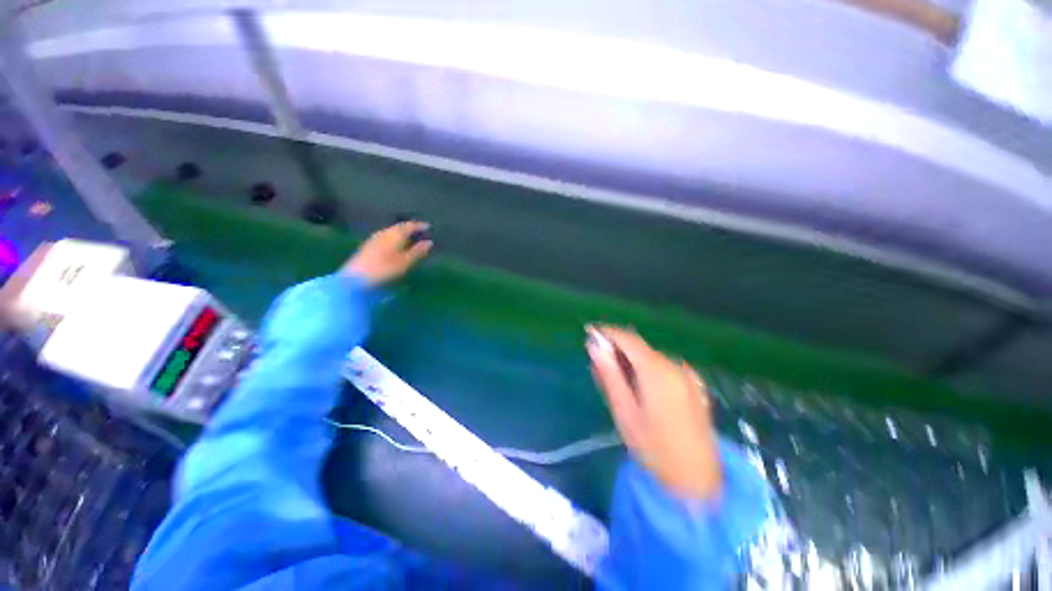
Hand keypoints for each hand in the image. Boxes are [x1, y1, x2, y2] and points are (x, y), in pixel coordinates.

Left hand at [342, 221, 431, 284]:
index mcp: (395, 234)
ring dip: (402, 233)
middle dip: (410, 228)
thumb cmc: (384, 269)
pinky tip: (396, 245)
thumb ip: (418, 251)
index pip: (409, 225)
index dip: (419, 226)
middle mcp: (384, 232)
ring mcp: (374, 238)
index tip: (428, 226)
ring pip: (391, 231)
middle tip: (420, 232)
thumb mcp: (405, 262)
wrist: (356, 278)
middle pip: (399, 227)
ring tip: (410, 238)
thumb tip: (429, 242)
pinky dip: (395, 237)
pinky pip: (386, 236)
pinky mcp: (369, 245)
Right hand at [586, 325, 721, 499]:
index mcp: (657, 371)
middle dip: (617, 349)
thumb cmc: (654, 449)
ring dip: (630, 360)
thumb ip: (609, 374)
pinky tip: (639, 388)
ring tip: (616, 380)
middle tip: (598, 364)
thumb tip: (594, 346)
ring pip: (650, 356)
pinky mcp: (693, 384)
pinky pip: (663, 367)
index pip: (628, 339)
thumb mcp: (624, 412)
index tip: (590, 332)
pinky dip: (646, 369)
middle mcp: (674, 366)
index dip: (607, 332)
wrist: (698, 481)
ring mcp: (687, 375)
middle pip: (639, 347)